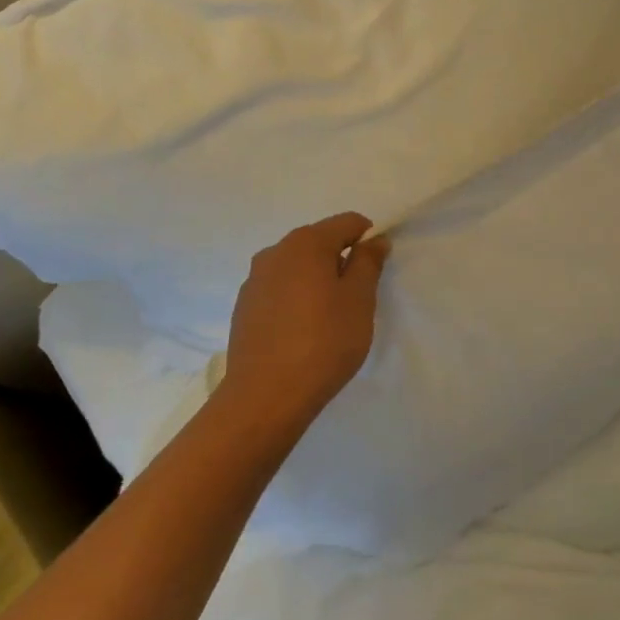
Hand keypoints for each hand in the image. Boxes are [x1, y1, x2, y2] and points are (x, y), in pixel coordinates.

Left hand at [222, 213, 389, 425]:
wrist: (265, 396)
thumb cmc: (323, 343)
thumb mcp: (359, 300)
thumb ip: (368, 263)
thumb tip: (374, 240)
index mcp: (306, 243)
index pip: (348, 222)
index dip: (368, 240)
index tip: (375, 271)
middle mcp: (275, 251)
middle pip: (319, 242)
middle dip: (340, 261)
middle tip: (355, 300)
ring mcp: (254, 279)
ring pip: (296, 267)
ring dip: (316, 280)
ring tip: (327, 319)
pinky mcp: (244, 306)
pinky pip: (278, 289)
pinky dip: (295, 299)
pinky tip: (301, 332)